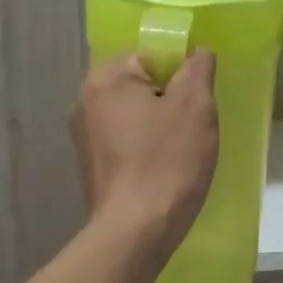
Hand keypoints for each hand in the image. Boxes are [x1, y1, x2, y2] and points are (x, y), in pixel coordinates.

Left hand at [71, 52, 218, 250]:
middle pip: (142, 84)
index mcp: (106, 78)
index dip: (181, 72)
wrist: (137, 231)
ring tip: (183, 148)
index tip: (198, 98)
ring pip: (136, 114)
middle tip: (195, 123)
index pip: (151, 54)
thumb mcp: (196, 105)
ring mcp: (84, 136)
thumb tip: (198, 52)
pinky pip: (127, 141)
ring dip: (160, 124)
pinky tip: (165, 167)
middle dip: (171, 99)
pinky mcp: (91, 166)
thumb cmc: (168, 160)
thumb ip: (198, 67)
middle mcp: (86, 101)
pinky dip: (146, 147)